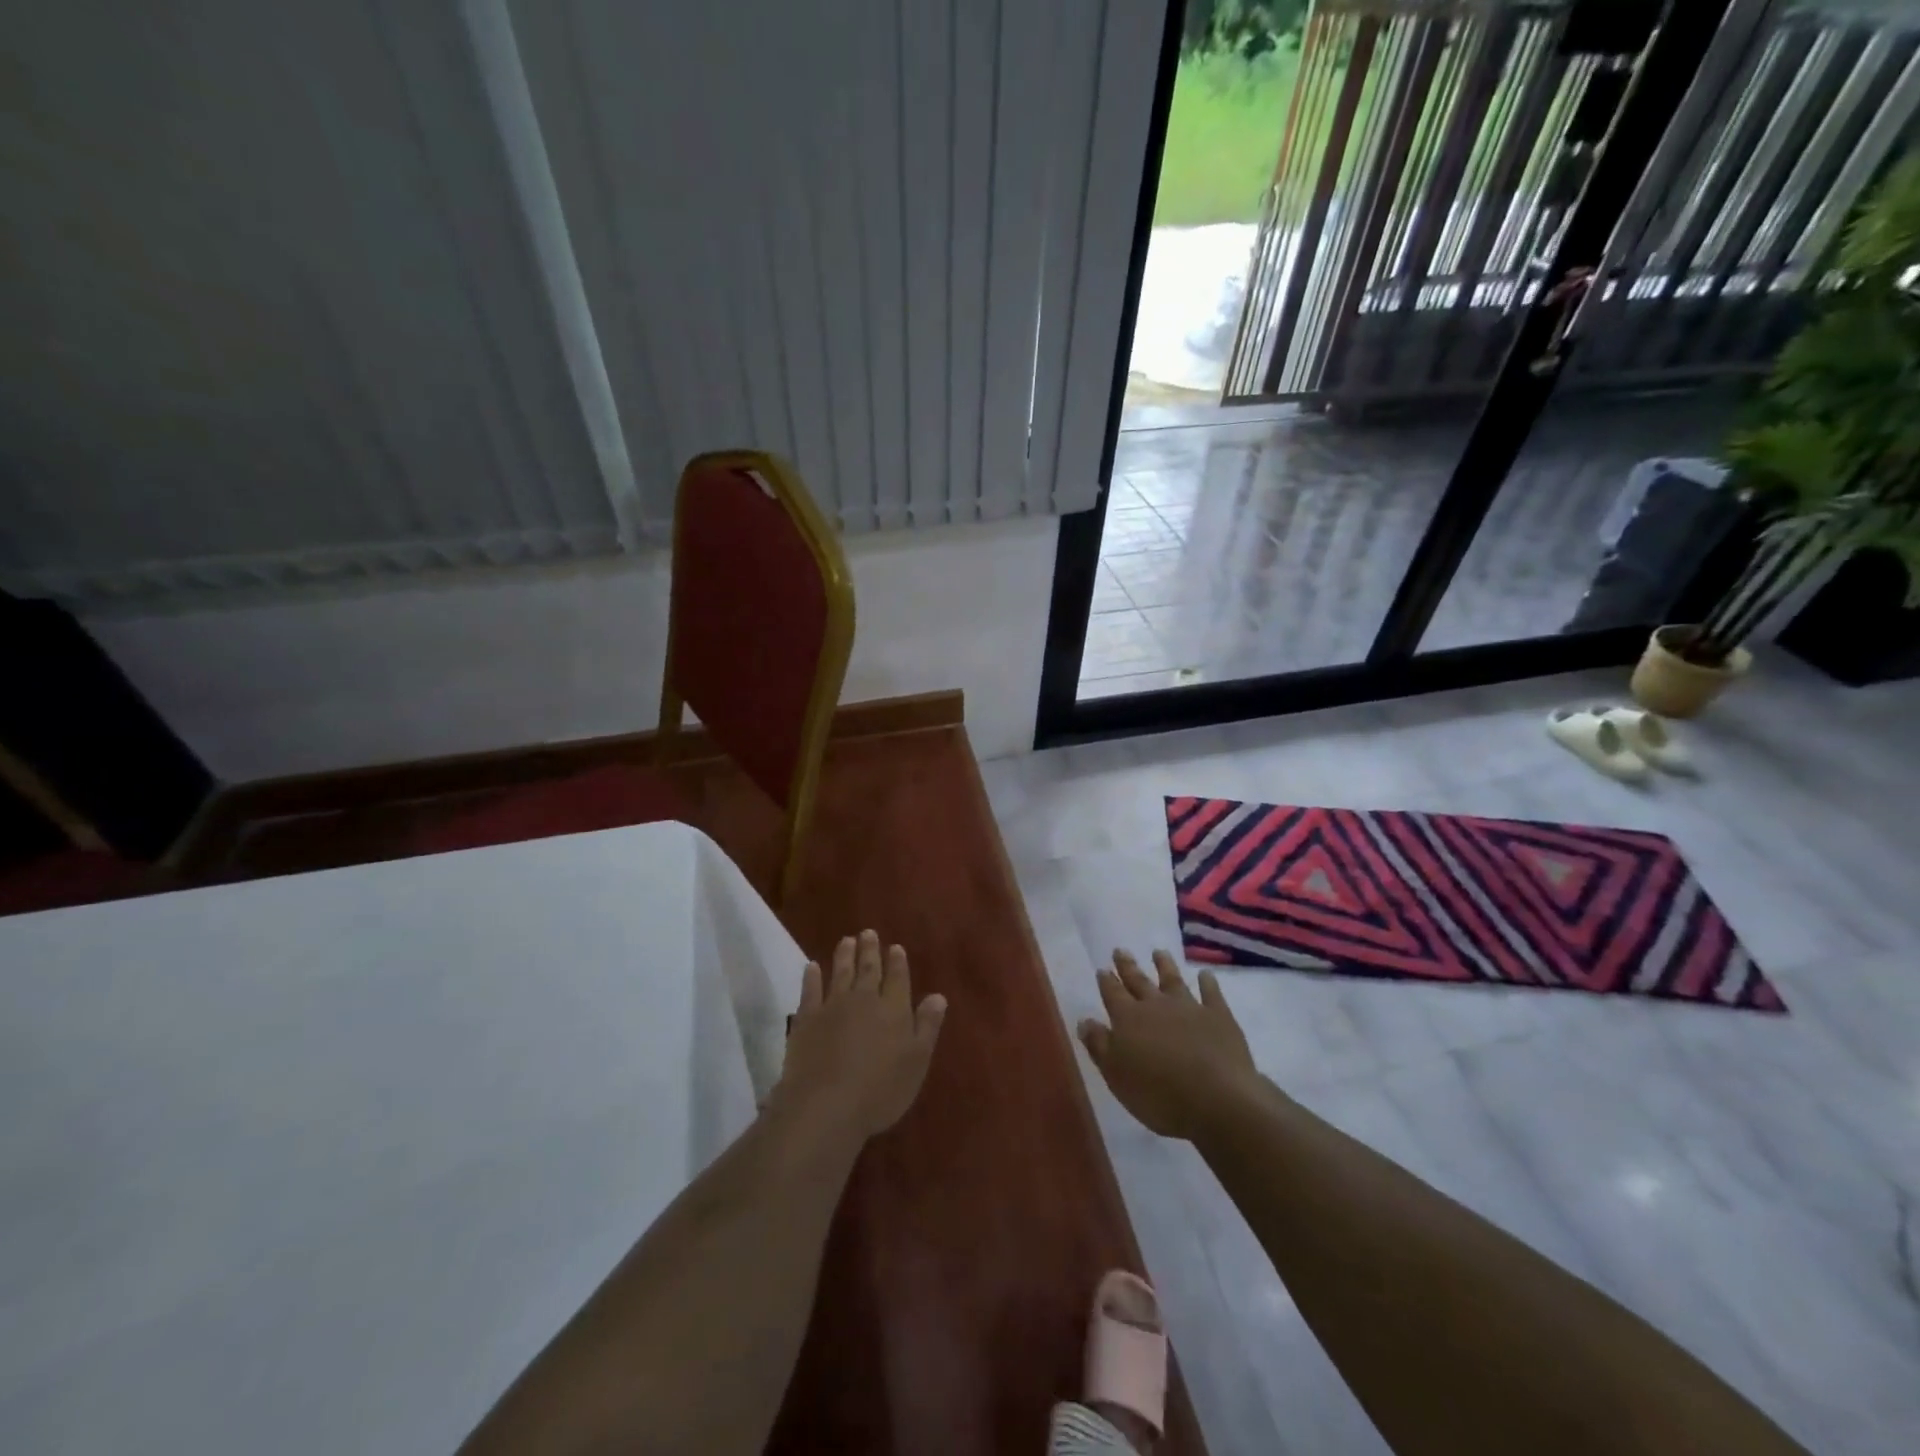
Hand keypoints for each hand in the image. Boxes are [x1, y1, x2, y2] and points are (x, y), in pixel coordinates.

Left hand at [772, 930, 946, 1142]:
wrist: (826, 1105)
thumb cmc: (880, 1090)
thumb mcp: (916, 1062)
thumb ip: (927, 1026)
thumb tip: (938, 996)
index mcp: (893, 1009)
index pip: (897, 978)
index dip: (897, 962)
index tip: (895, 947)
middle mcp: (864, 1000)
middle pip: (868, 970)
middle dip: (870, 950)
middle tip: (868, 932)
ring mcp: (832, 1007)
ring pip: (841, 974)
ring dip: (844, 956)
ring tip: (847, 940)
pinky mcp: (807, 1019)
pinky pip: (810, 991)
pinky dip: (812, 977)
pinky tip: (812, 966)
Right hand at [1078, 949, 1260, 1141]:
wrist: (1216, 1100)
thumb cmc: (1158, 1094)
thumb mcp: (1115, 1075)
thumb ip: (1098, 1045)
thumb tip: (1084, 1020)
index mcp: (1128, 1019)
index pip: (1113, 994)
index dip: (1106, 982)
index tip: (1102, 969)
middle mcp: (1156, 1005)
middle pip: (1139, 981)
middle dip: (1128, 966)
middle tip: (1120, 950)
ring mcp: (1189, 1007)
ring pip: (1173, 980)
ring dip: (1165, 966)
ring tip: (1159, 953)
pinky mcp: (1218, 1016)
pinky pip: (1211, 993)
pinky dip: (1207, 983)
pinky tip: (1205, 974)